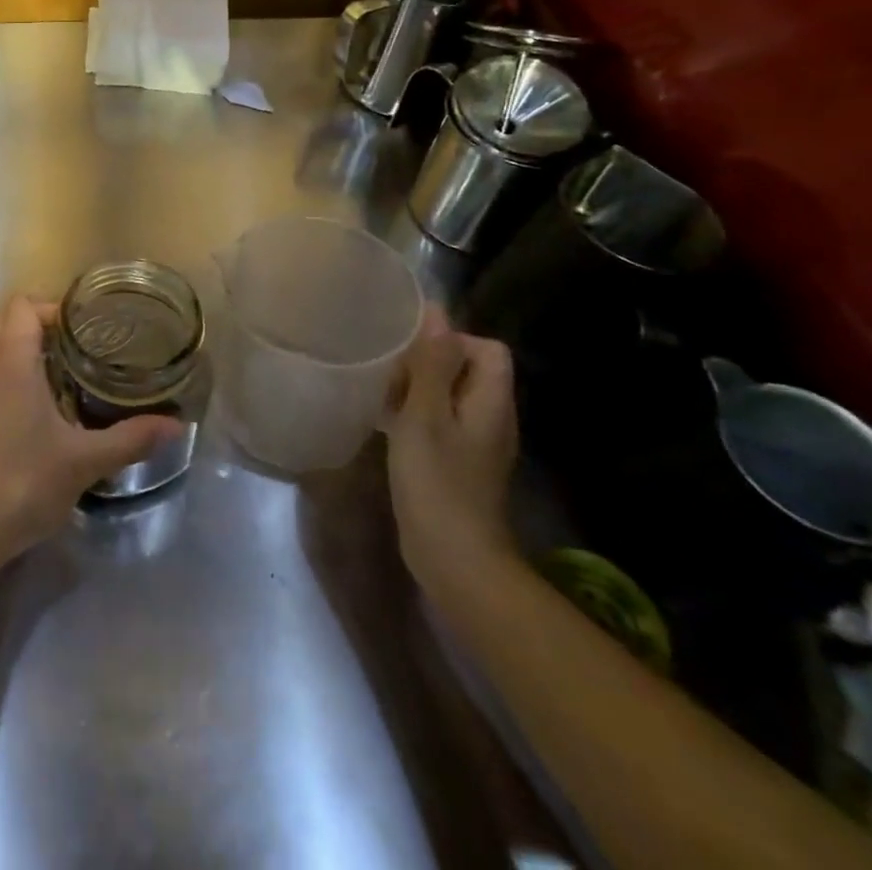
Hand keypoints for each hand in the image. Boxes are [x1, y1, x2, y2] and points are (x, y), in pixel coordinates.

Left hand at [0, 295, 183, 569]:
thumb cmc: (22, 484)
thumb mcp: (84, 462)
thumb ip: (131, 439)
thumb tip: (178, 425)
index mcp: (10, 364)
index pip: (22, 306)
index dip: (52, 307)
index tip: (86, 327)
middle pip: (4, 323)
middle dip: (40, 326)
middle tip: (79, 347)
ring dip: (20, 352)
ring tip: (59, 376)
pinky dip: (5, 381)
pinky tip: (30, 416)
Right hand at [386, 305, 519, 597]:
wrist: (454, 560)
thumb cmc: (438, 482)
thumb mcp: (425, 416)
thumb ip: (430, 363)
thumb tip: (437, 311)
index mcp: (491, 402)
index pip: (488, 348)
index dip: (453, 339)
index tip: (411, 349)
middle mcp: (491, 418)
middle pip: (467, 370)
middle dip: (427, 362)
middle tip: (387, 370)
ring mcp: (476, 444)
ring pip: (449, 396)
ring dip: (417, 388)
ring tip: (380, 391)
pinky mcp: (457, 464)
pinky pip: (439, 422)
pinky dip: (415, 415)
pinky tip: (385, 424)